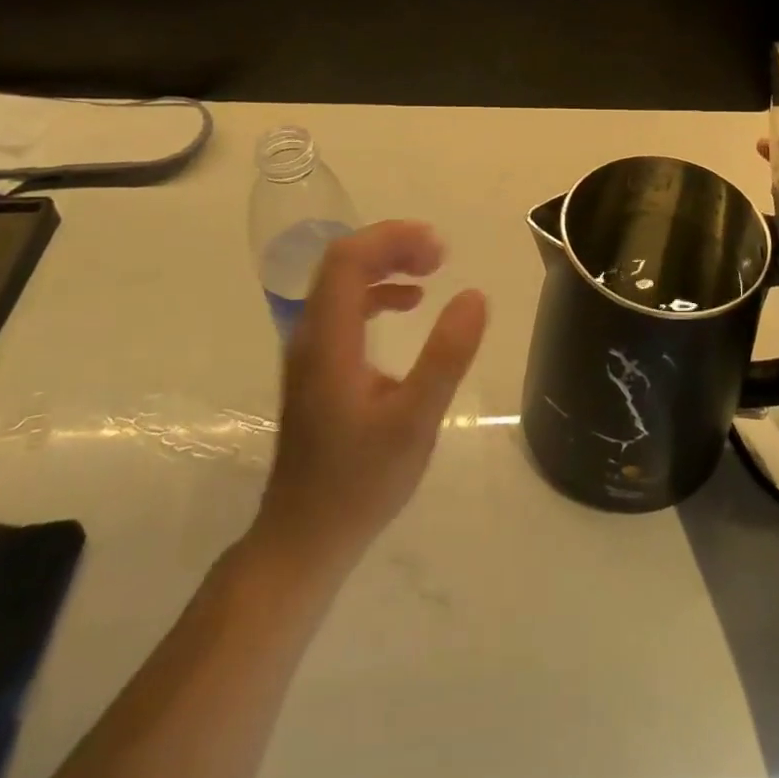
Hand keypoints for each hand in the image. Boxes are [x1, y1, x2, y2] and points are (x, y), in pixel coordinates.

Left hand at [251, 221, 487, 571]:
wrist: (304, 538)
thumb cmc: (361, 482)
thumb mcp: (415, 421)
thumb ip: (446, 356)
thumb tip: (474, 295)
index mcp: (329, 340)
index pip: (348, 259)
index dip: (392, 239)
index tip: (439, 249)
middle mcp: (311, 335)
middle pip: (342, 262)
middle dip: (392, 245)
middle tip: (440, 256)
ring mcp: (310, 351)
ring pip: (341, 282)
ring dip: (385, 265)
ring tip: (430, 271)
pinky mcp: (317, 367)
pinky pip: (344, 307)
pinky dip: (378, 292)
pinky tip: (409, 306)